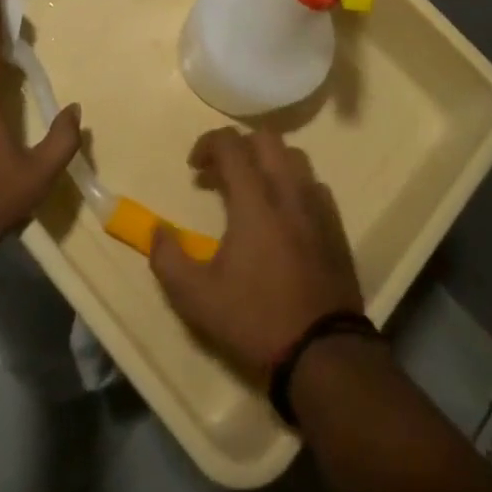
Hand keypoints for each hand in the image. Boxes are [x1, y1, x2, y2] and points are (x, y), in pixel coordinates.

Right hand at [148, 127, 364, 374]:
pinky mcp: (335, 225)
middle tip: (219, 175)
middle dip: (238, 146)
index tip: (194, 167)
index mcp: (255, 199)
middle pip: (266, 138)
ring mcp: (317, 205)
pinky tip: (282, 213)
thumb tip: (156, 230)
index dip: (208, 144)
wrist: (323, 353)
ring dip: (267, 161)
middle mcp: (288, 190)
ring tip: (250, 190)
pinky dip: (292, 184)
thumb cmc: (256, 320)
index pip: (231, 144)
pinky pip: (313, 184)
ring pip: (293, 156)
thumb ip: (168, 259)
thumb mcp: (197, 299)